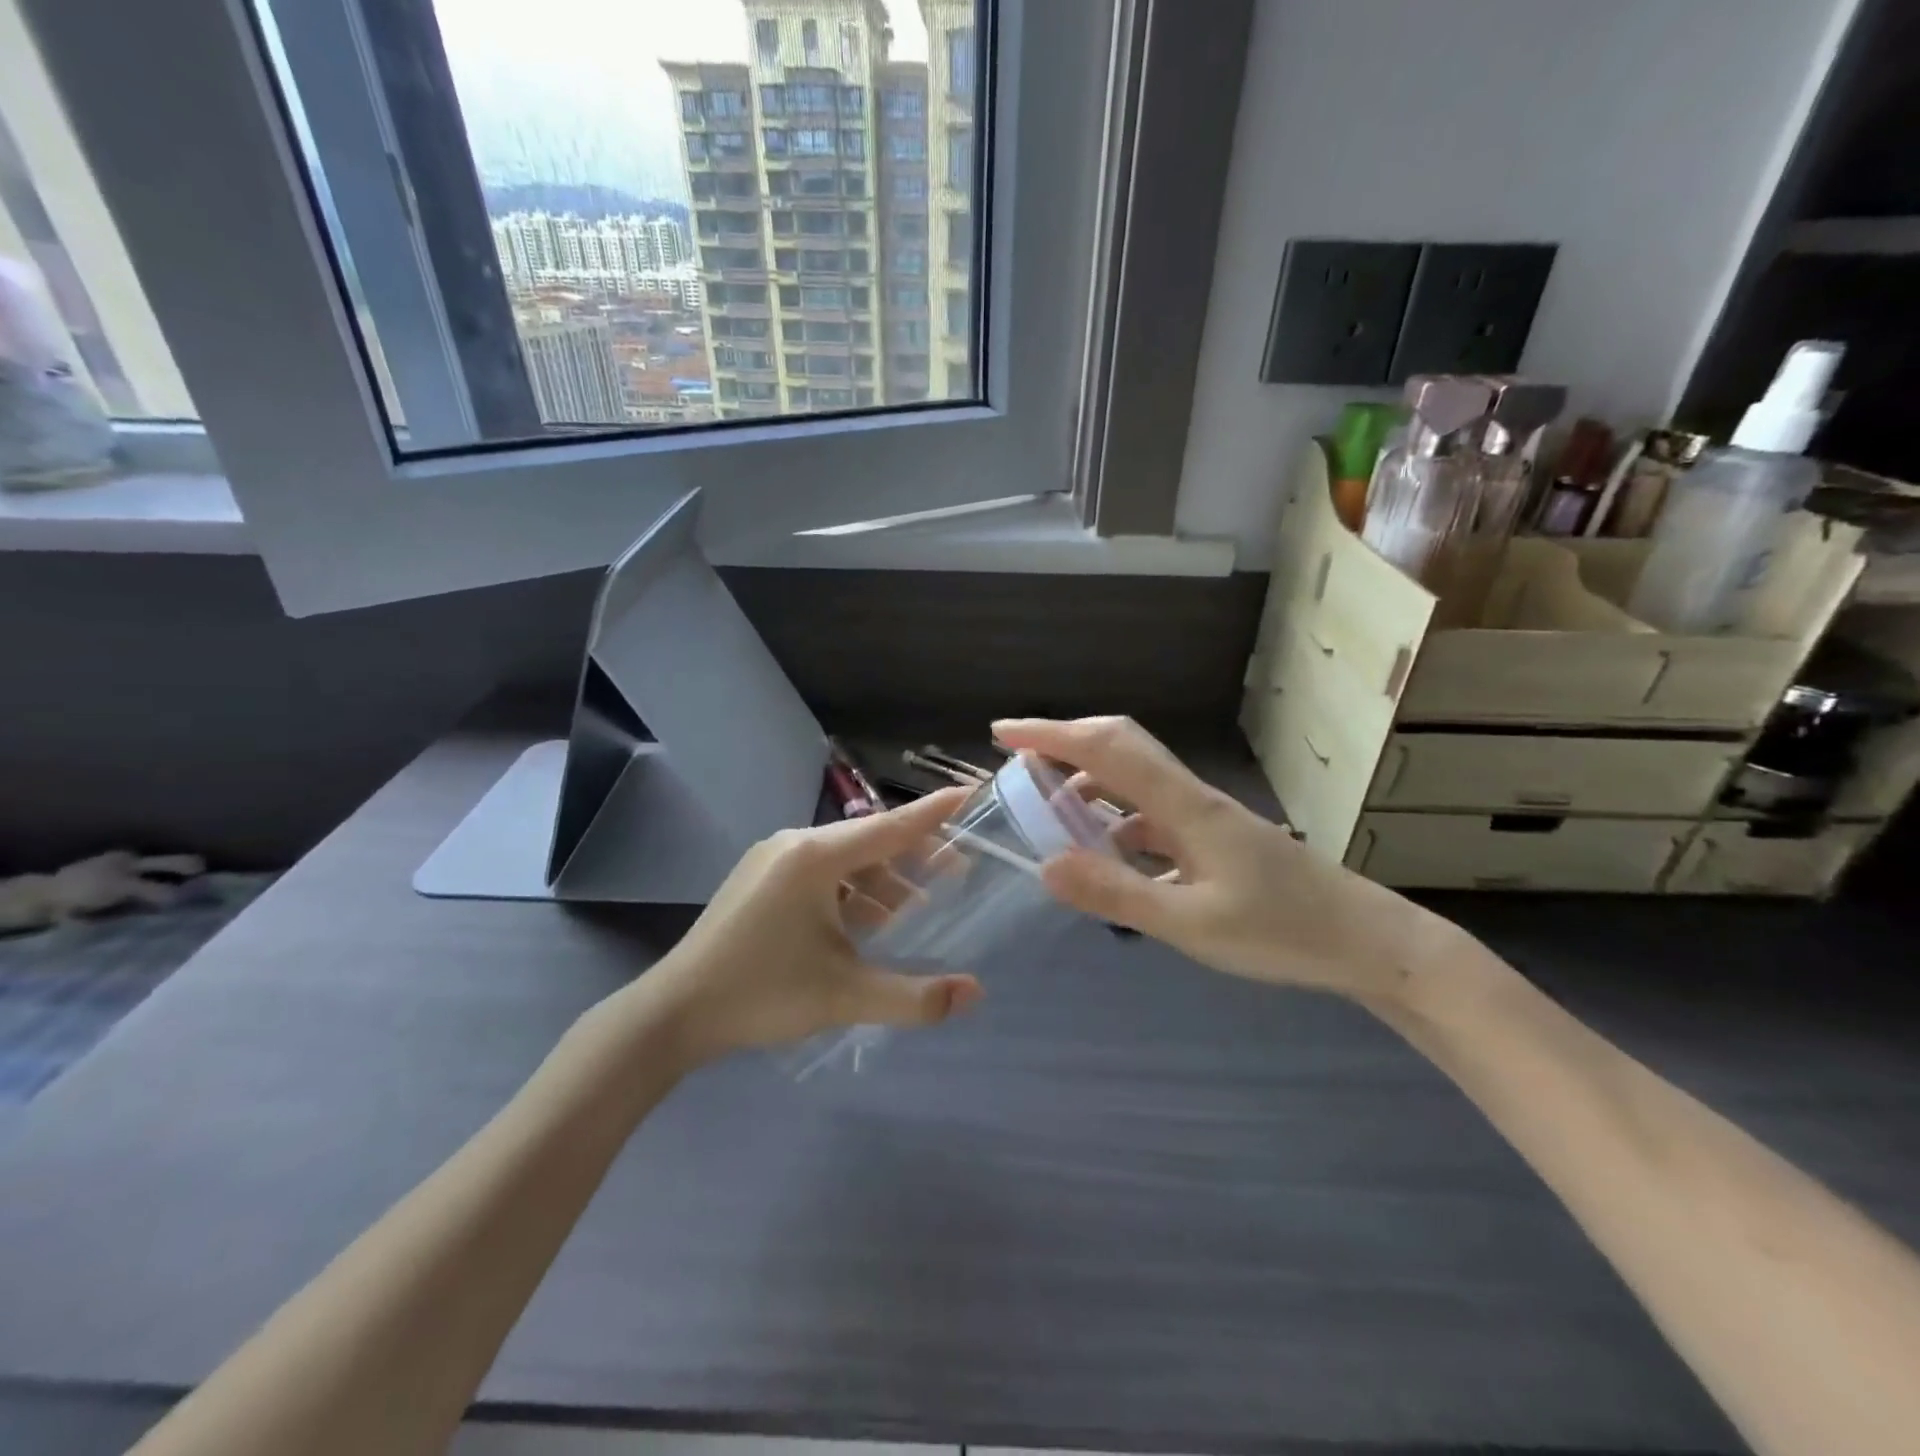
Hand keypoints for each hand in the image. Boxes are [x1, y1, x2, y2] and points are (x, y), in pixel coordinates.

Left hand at [641, 787, 982, 1061]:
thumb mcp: (845, 996)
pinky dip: (852, 891)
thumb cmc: (762, 994)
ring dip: (883, 880)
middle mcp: (795, 844)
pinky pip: (820, 873)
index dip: (935, 813)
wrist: (673, 1013)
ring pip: (845, 859)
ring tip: (917, 908)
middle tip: (957, 872)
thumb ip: (915, 997)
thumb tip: (975, 994)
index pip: (891, 827)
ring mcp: (772, 860)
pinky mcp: (760, 880)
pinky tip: (868, 921)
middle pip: (870, 840)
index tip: (970, 794)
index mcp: (815, 857)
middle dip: (915, 856)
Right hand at [993, 717, 1447, 1004]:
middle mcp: (1191, 798)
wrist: (1370, 943)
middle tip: (1017, 759)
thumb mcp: (1192, 924)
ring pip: (1135, 782)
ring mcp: (1206, 818)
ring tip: (1049, 812)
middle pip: (1121, 747)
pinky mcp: (1215, 841)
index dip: (1050, 734)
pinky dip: (1116, 823)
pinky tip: (1107, 858)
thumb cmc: (1285, 933)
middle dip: (1064, 743)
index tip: (1003, 733)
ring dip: (1088, 784)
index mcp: (1184, 806)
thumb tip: (1044, 864)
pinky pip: (1151, 817)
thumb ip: (1118, 893)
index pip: (1106, 749)